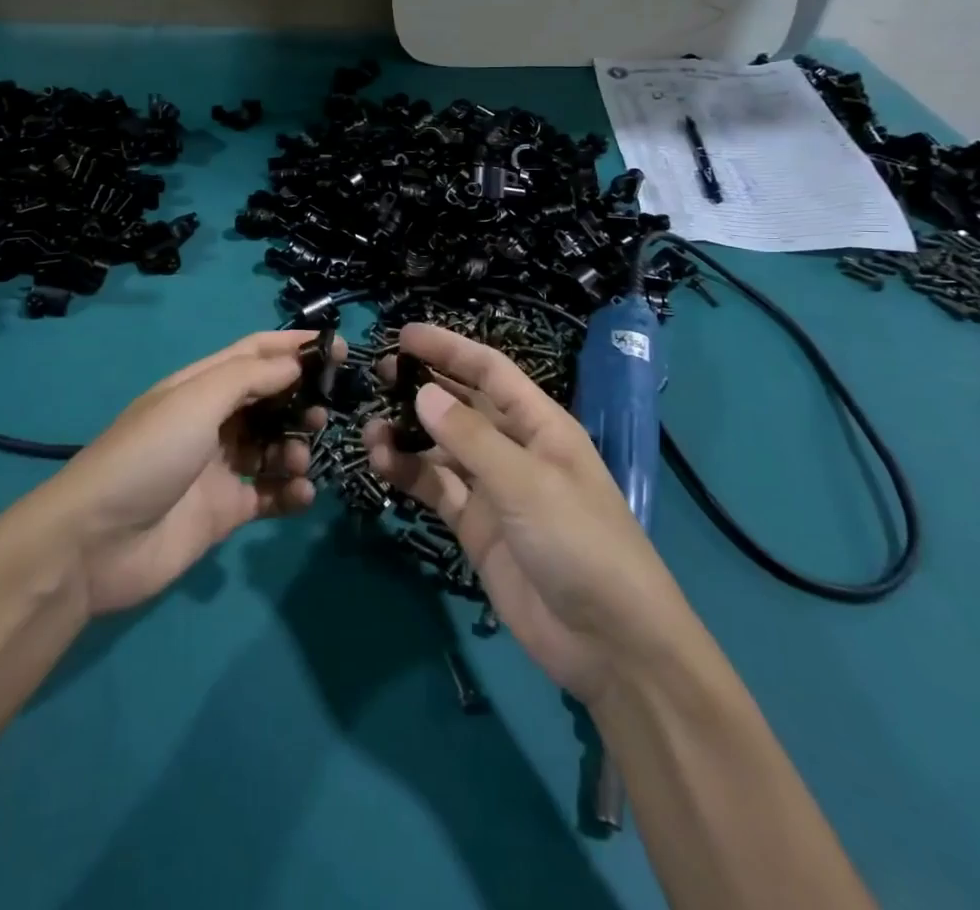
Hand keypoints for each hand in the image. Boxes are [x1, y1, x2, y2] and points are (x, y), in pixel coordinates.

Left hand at [35, 331, 331, 615]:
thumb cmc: (148, 456)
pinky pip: (269, 494)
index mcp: (200, 386)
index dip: (294, 346)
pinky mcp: (225, 511)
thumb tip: (295, 363)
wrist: (95, 544)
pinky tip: (300, 493)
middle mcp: (212, 421)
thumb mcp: (195, 401)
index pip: (255, 353)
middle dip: (301, 400)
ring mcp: (219, 467)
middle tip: (325, 412)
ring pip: (274, 446)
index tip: (339, 348)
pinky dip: (290, 491)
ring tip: (299, 459)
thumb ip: (249, 378)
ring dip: (297, 447)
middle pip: (270, 399)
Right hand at [364, 323, 688, 703]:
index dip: (449, 348)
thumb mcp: (527, 483)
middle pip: (463, 405)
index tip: (404, 334)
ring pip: (442, 448)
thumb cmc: (580, 543)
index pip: (490, 371)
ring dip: (408, 435)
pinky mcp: (476, 527)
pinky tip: (383, 465)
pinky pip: (437, 488)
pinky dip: (409, 474)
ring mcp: (494, 489)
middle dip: (423, 386)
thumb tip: (422, 393)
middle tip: (378, 375)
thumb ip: (470, 438)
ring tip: (370, 431)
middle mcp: (515, 449)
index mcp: (540, 425)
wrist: (609, 645)